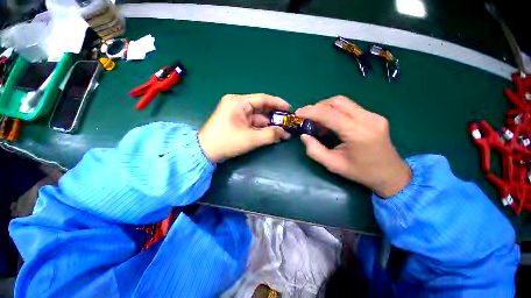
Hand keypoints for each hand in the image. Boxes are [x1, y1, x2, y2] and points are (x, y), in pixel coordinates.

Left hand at [199, 94, 290, 162]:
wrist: (205, 153)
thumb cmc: (226, 142)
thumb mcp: (250, 139)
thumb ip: (270, 135)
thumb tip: (286, 134)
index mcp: (238, 102)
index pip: (263, 99)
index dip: (278, 103)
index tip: (290, 109)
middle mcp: (237, 104)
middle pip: (261, 109)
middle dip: (275, 117)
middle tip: (288, 124)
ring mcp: (237, 113)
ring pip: (258, 117)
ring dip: (269, 125)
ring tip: (283, 132)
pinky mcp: (237, 122)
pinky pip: (253, 123)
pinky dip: (262, 129)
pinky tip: (272, 134)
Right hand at [296, 96, 410, 197]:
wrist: (391, 174)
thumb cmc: (361, 172)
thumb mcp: (333, 165)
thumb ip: (315, 150)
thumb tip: (304, 135)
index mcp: (358, 133)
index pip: (330, 114)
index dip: (311, 111)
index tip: (298, 113)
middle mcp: (368, 119)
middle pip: (337, 102)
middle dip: (318, 107)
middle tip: (307, 117)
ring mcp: (373, 116)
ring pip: (343, 102)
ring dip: (326, 108)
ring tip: (318, 122)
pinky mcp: (374, 116)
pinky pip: (350, 107)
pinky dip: (335, 112)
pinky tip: (331, 123)